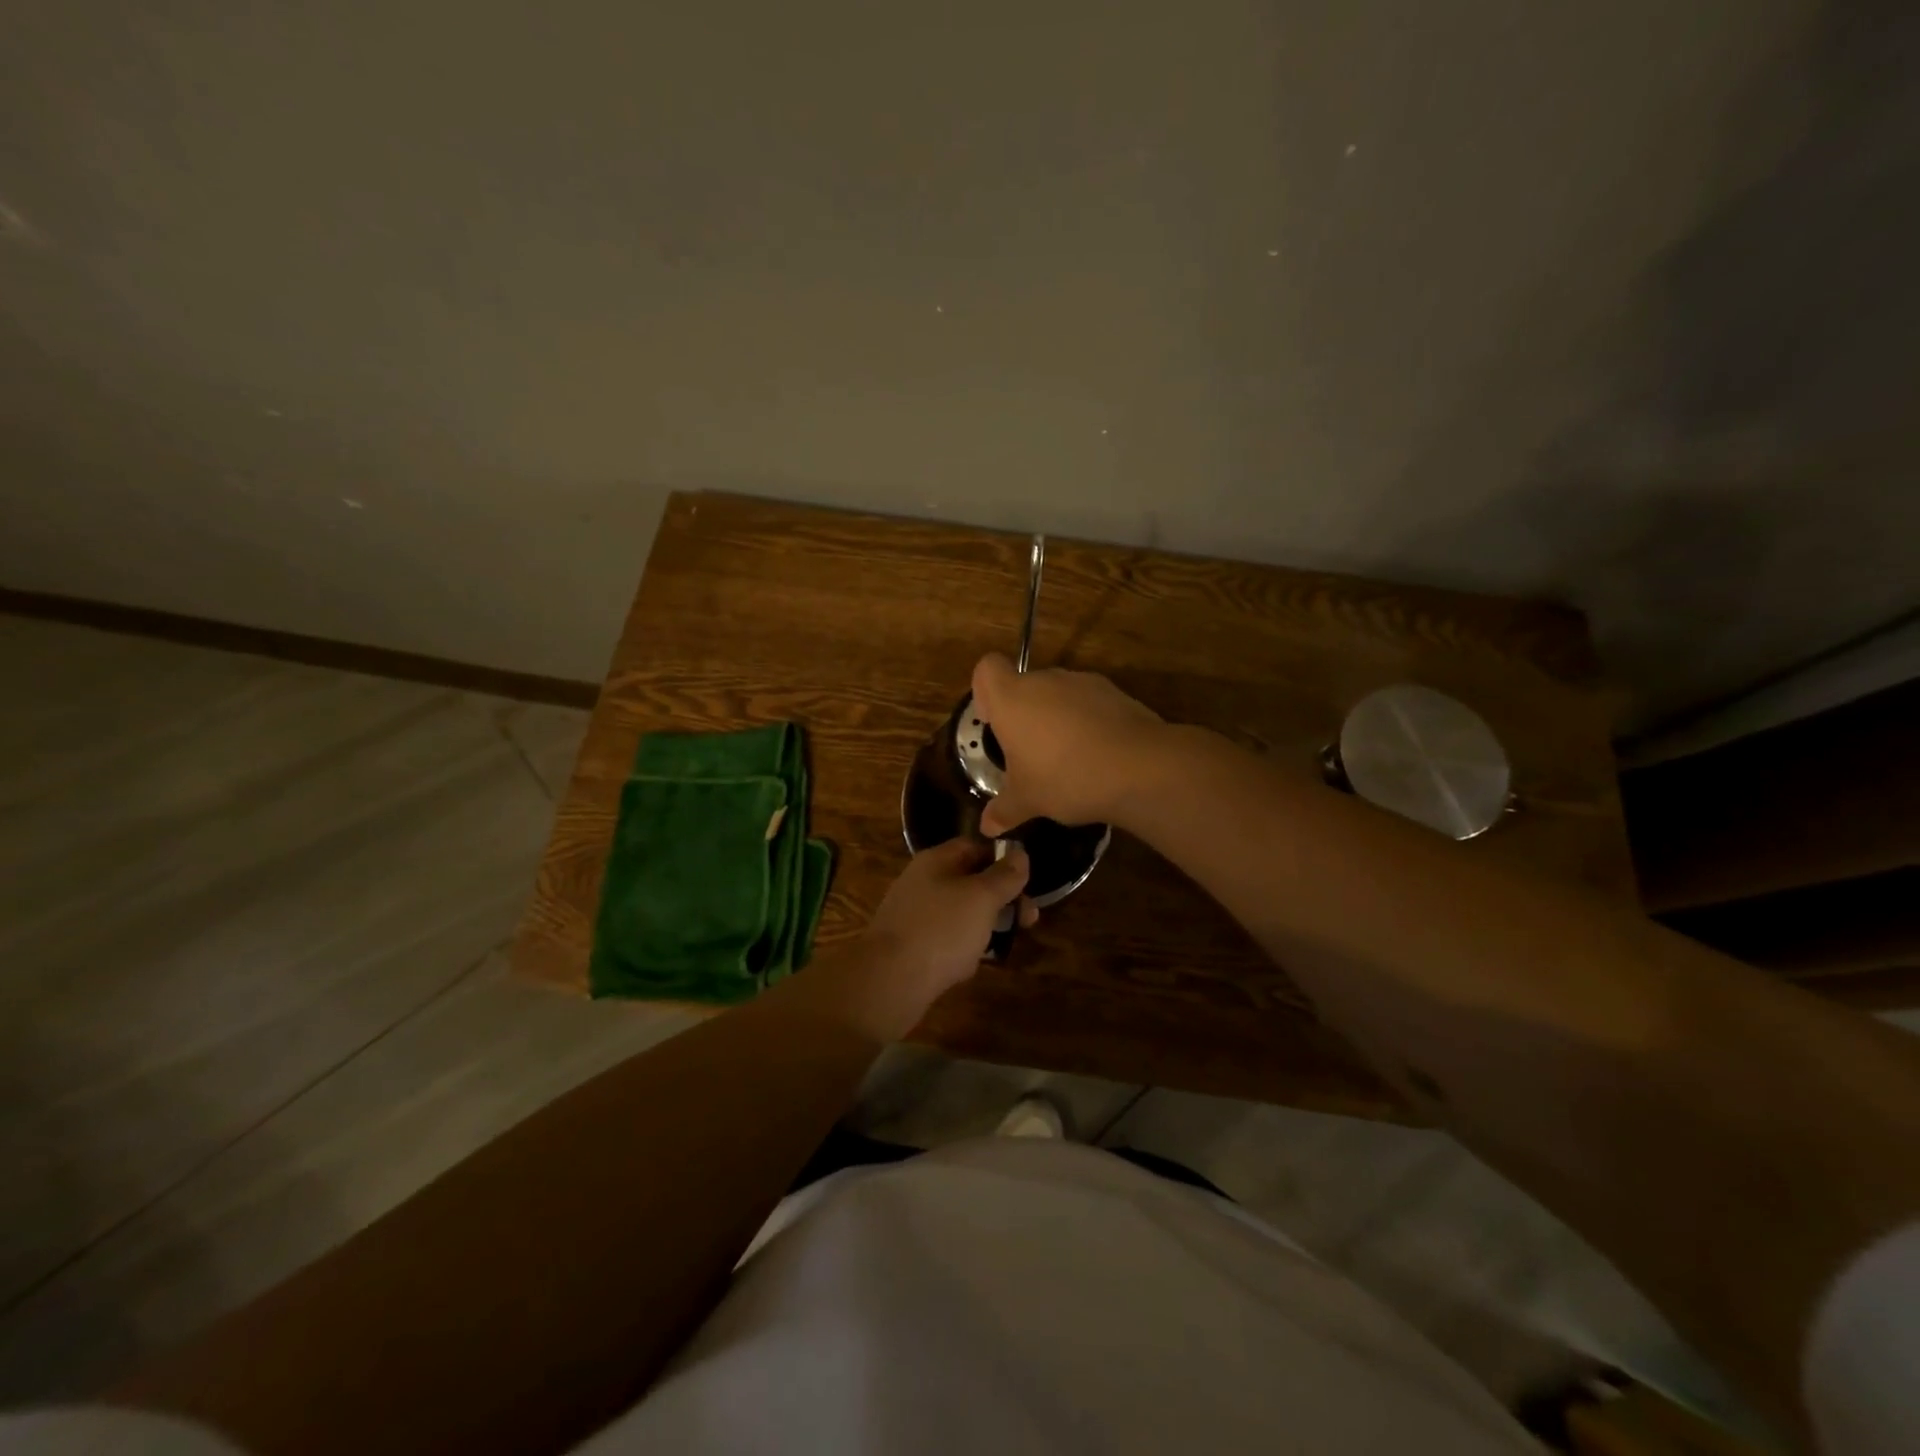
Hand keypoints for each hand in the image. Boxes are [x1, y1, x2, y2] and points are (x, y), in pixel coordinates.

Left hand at [843, 839, 1036, 1038]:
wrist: (890, 980)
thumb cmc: (942, 929)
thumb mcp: (982, 897)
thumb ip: (1005, 875)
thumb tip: (1020, 854)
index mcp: (937, 861)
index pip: (976, 846)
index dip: (1004, 859)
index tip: (1028, 880)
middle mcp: (923, 882)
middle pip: (971, 881)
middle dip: (1002, 898)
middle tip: (1029, 919)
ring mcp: (915, 915)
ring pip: (961, 912)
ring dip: (986, 925)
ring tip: (1005, 943)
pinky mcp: (912, 946)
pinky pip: (946, 939)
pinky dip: (964, 947)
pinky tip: (973, 964)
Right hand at [971, 652, 1166, 835]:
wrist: (1138, 768)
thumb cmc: (1065, 778)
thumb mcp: (1028, 800)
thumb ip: (1004, 810)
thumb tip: (986, 826)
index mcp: (1012, 698)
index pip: (987, 669)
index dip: (985, 692)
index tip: (994, 722)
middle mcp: (1045, 681)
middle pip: (1025, 685)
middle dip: (1025, 715)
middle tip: (1030, 754)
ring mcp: (1084, 683)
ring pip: (1059, 694)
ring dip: (1057, 718)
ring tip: (1068, 759)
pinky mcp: (1116, 693)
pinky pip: (1090, 704)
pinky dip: (1088, 722)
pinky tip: (1098, 756)